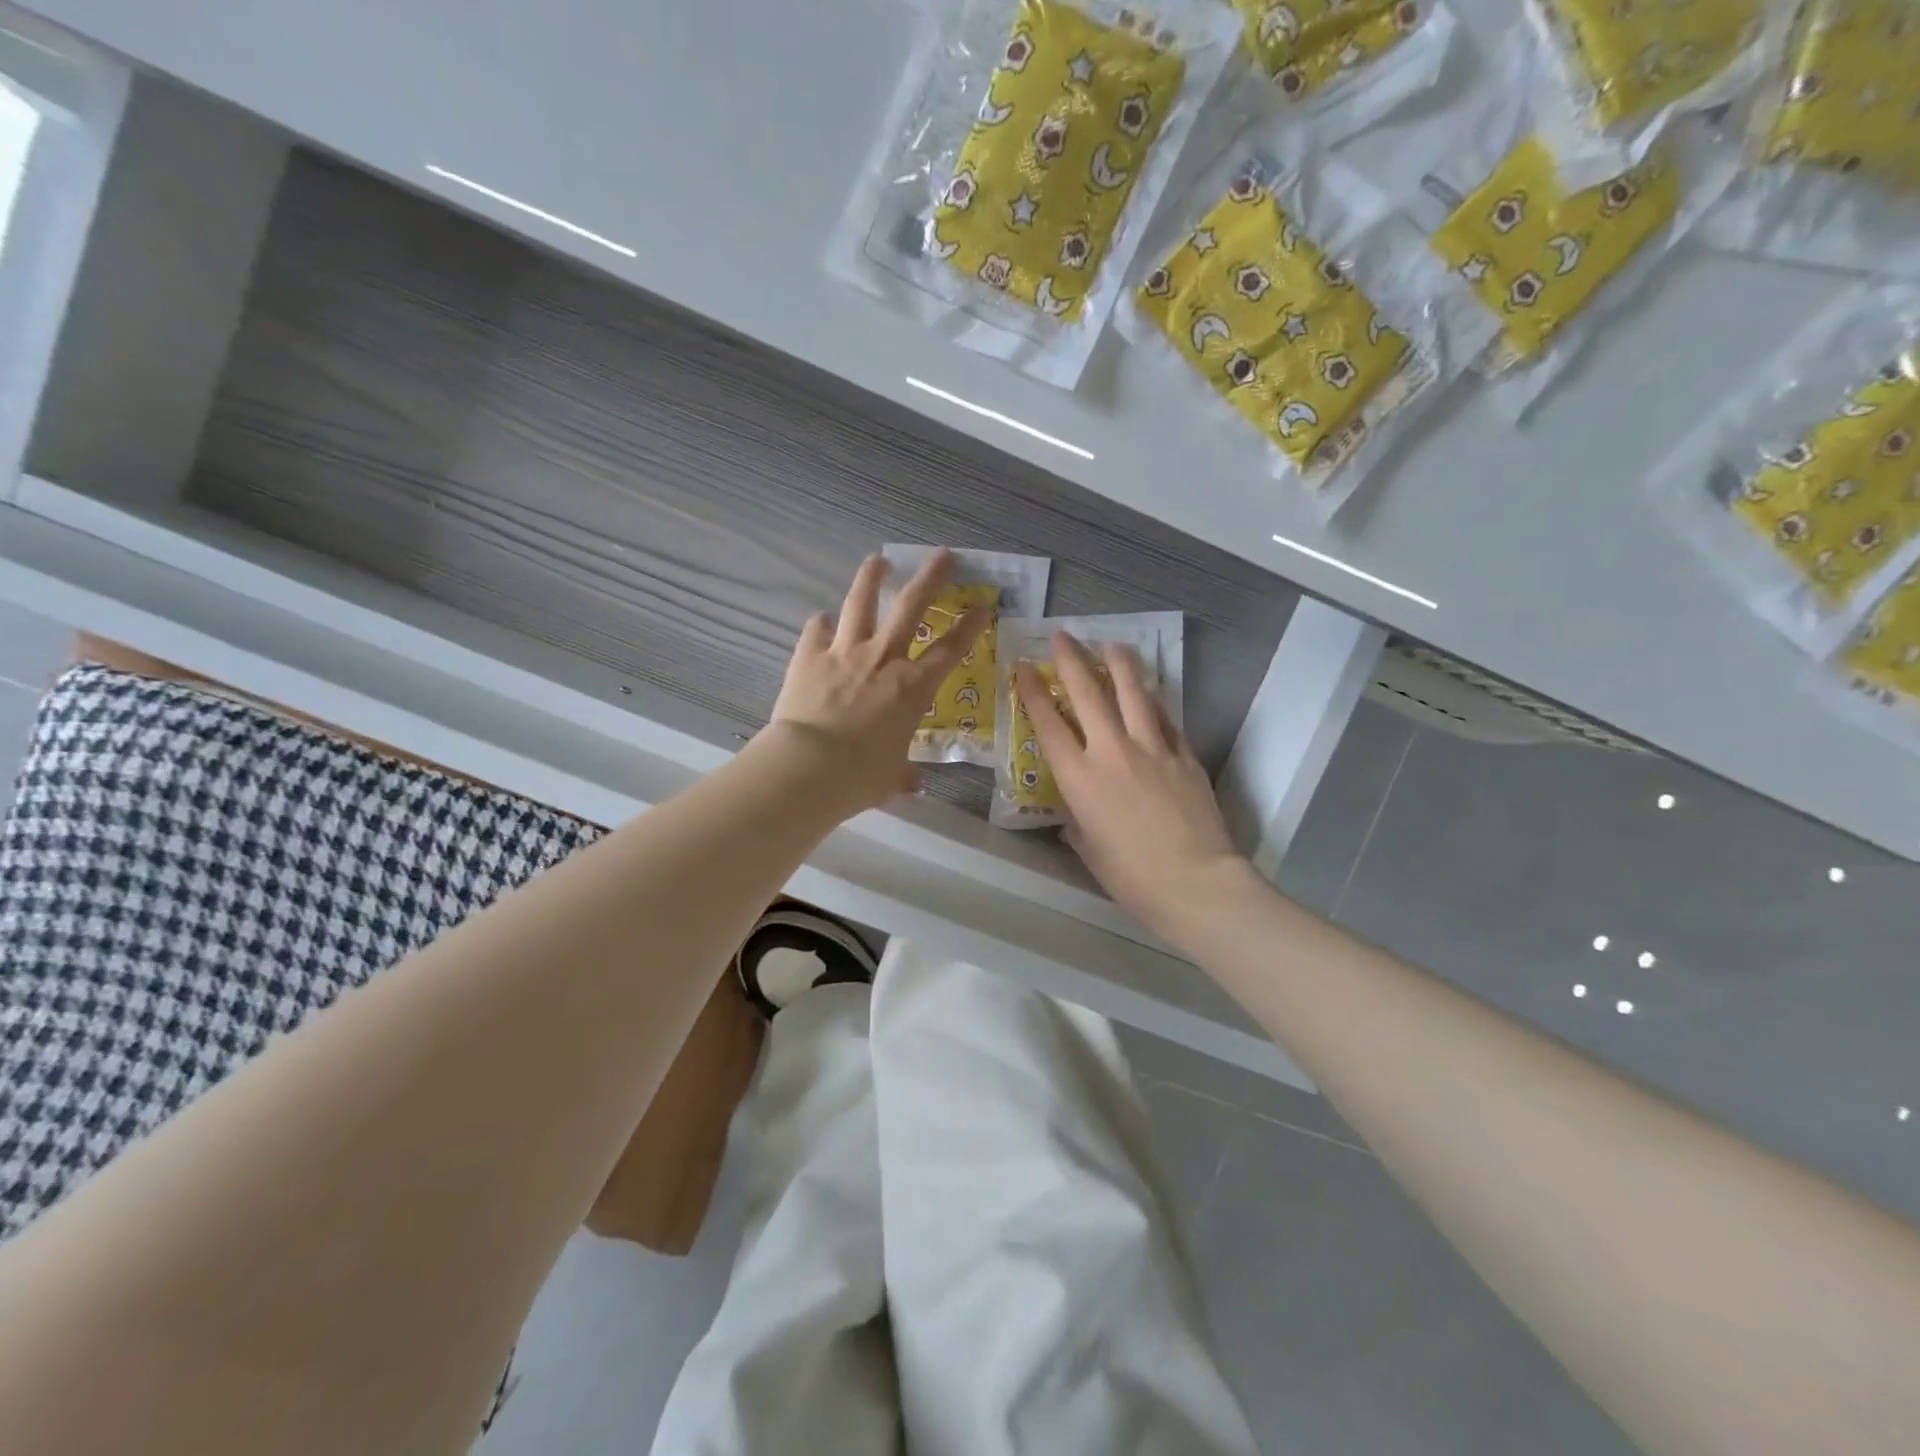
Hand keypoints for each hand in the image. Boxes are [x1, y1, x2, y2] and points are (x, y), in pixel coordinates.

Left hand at [765, 550, 988, 814]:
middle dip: (930, 577)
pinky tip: (822, 619)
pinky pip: (816, 630)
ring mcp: (844, 652)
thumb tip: (911, 784)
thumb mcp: (891, 778)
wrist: (809, 767)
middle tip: (942, 555)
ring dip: (871, 578)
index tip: (983, 606)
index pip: (950, 650)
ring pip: (861, 602)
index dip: (970, 626)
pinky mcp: (809, 656)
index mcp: (913, 688)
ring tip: (879, 560)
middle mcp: (883, 659)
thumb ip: (903, 774)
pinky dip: (821, 624)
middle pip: (911, 606)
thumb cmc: (860, 776)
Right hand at [1015, 631, 1249, 945]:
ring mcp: (1153, 748)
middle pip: (1088, 692)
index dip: (1032, 691)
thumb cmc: (1132, 877)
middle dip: (1072, 659)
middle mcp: (1112, 751)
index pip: (1048, 723)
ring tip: (1111, 644)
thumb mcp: (1089, 851)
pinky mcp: (1185, 754)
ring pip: (1133, 692)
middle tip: (1063, 635)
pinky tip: (1149, 693)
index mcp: (1080, 778)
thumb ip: (1077, 825)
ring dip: (1119, 664)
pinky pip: (1166, 718)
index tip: (1024, 666)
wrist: (1196, 882)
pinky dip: (1153, 702)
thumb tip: (1076, 815)